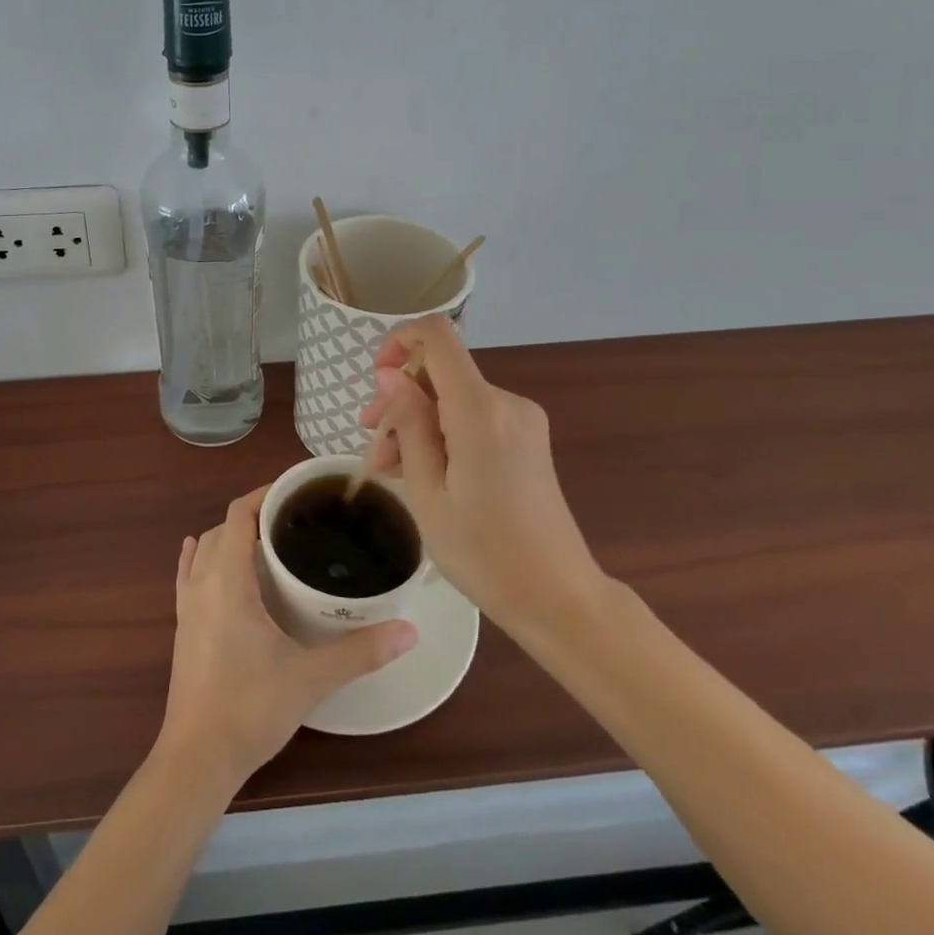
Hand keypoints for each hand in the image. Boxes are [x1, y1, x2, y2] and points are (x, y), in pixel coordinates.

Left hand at [155, 488, 417, 787]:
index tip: (296, 491)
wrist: (196, 758)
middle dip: (253, 515)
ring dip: (228, 537)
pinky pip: (187, 575)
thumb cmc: (250, 708)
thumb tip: (409, 630)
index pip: (239, 515)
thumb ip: (360, 651)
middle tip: (294, 521)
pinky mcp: (182, 627)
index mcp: (228, 581)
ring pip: (204, 550)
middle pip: (222, 529)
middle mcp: (202, 583)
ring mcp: (187, 606)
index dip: (264, 494)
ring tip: (265, 540)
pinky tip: (201, 554)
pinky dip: (198, 556)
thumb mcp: (311, 677)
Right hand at [358, 316, 606, 634]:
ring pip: (452, 397)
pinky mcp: (527, 438)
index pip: (437, 336)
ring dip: (417, 424)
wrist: (558, 597)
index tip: (376, 381)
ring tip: (392, 471)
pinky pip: (473, 416)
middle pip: (440, 372)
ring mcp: (522, 419)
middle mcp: (506, 402)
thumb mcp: (427, 492)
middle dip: (400, 402)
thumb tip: (390, 375)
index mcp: (480, 411)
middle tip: (375, 451)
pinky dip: (443, 433)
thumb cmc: (483, 553)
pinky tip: (425, 473)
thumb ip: (408, 425)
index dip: (399, 341)